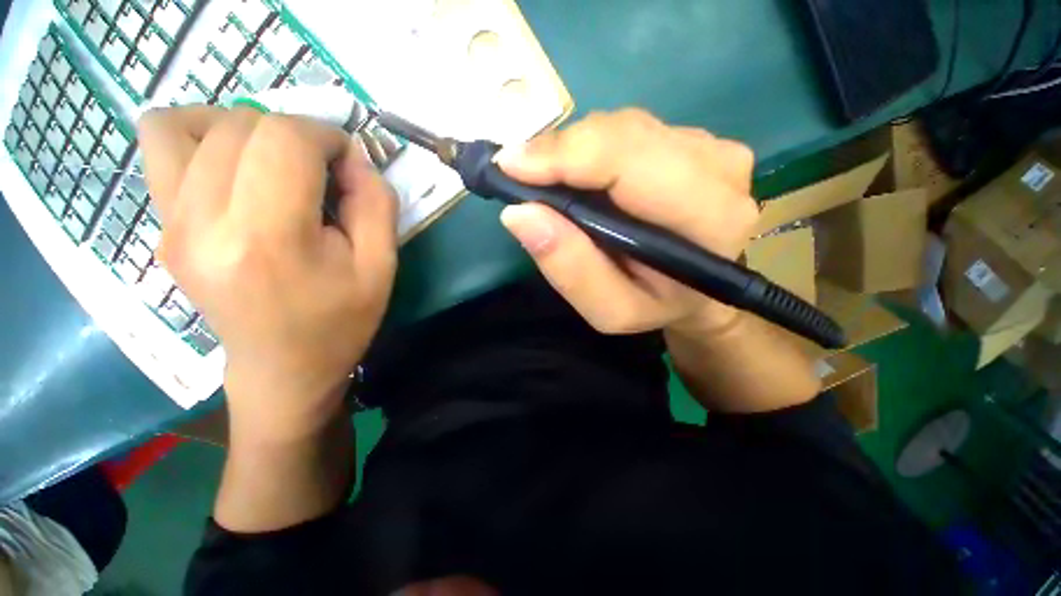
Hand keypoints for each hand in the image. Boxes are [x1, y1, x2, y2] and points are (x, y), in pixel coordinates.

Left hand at [138, 106, 397, 440]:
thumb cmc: (341, 321)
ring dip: (243, 127)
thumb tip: (353, 158)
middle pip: (242, 125)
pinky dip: (198, 137)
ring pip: (187, 123)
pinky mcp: (160, 228)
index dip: (326, 136)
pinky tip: (232, 167)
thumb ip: (377, 204)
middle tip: (320, 170)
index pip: (285, 139)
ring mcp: (170, 225)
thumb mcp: (381, 266)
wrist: (283, 368)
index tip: (348, 163)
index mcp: (269, 240)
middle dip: (294, 133)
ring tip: (273, 161)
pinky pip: (159, 146)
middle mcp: (203, 223)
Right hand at [497, 109, 757, 337]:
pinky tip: (584, 178)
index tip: (510, 165)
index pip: (629, 161)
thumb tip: (519, 213)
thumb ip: (571, 269)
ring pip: (623, 127)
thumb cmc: (656, 306)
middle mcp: (720, 169)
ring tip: (551, 181)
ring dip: (576, 152)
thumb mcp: (610, 310)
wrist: (700, 291)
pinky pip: (631, 131)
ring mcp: (712, 147)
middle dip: (561, 152)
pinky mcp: (698, 139)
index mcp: (709, 218)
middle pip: (623, 134)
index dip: (564, 156)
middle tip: (520, 174)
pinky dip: (594, 150)